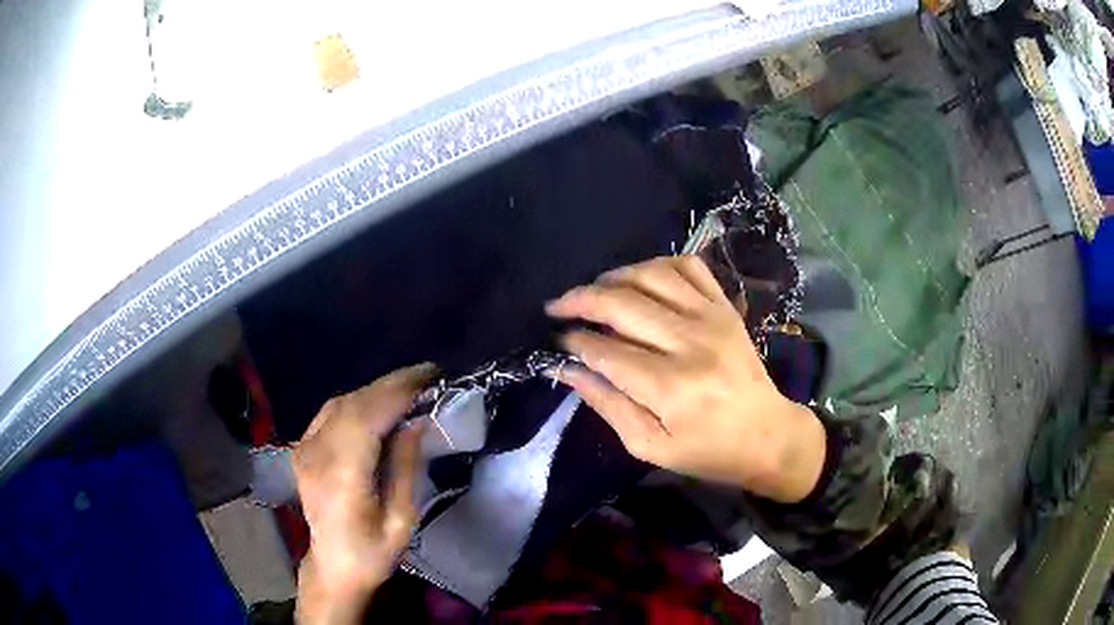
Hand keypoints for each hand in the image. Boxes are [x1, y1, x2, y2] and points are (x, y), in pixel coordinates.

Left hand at [292, 364, 434, 624]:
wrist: (333, 567)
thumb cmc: (373, 553)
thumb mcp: (401, 520)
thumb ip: (404, 468)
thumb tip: (416, 422)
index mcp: (341, 479)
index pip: (365, 420)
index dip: (396, 394)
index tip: (430, 379)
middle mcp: (316, 456)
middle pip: (352, 405)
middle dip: (390, 384)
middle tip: (427, 373)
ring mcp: (304, 450)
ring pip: (339, 403)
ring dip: (374, 389)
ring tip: (408, 384)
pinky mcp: (302, 449)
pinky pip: (329, 412)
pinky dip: (356, 400)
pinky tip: (376, 402)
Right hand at [546, 256, 824, 502]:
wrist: (769, 435)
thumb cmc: (708, 451)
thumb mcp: (651, 447)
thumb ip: (608, 406)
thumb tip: (568, 371)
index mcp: (670, 388)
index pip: (606, 351)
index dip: (574, 342)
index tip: (557, 341)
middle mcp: (690, 343)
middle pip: (622, 304)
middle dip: (579, 301)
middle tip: (556, 307)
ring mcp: (712, 318)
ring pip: (651, 276)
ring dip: (613, 277)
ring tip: (593, 291)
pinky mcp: (725, 307)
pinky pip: (689, 266)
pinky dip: (658, 265)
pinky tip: (641, 280)